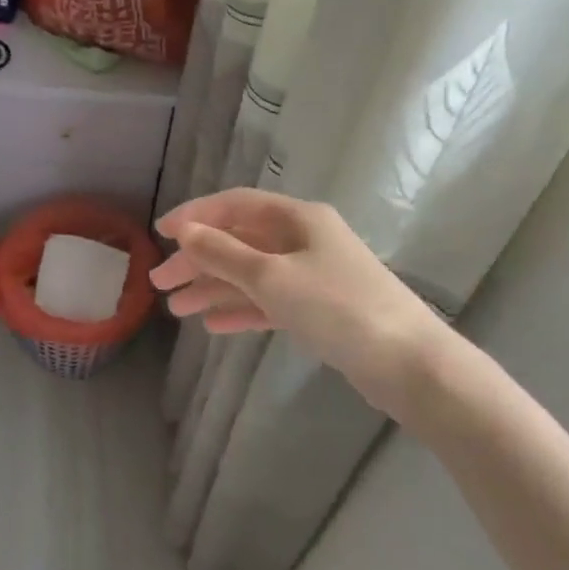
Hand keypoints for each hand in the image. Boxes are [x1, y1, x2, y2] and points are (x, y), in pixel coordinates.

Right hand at [151, 188, 450, 416]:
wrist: (409, 364)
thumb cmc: (337, 308)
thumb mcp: (271, 277)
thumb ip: (223, 253)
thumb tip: (185, 232)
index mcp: (298, 218)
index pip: (235, 205)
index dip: (195, 216)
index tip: (160, 233)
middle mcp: (305, 239)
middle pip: (239, 241)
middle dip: (198, 260)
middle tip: (159, 282)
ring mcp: (314, 275)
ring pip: (251, 274)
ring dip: (213, 288)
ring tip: (176, 310)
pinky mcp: (320, 309)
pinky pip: (269, 301)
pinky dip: (241, 309)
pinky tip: (213, 325)